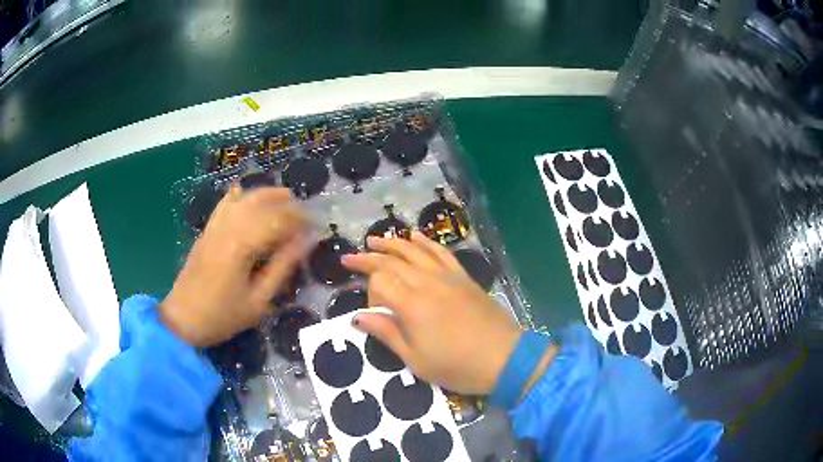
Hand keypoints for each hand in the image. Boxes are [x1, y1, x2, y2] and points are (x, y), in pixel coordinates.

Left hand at [161, 187, 307, 346]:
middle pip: (263, 204)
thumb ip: (282, 267)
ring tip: (286, 197)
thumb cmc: (223, 315)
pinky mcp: (207, 230)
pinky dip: (238, 196)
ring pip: (244, 199)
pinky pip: (224, 205)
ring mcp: (215, 227)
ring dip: (266, 194)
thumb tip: (306, 242)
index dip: (301, 220)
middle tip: (306, 215)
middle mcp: (228, 228)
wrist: (183, 318)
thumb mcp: (259, 300)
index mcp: (242, 245)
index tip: (318, 226)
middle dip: (288, 205)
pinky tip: (245, 193)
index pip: (278, 220)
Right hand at [342, 232, 521, 394]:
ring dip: (392, 243)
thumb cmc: (457, 365)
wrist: (504, 358)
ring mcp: (448, 277)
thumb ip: (387, 333)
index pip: (380, 281)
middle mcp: (427, 283)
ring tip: (374, 239)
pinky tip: (415, 236)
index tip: (368, 305)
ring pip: (414, 251)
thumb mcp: (416, 359)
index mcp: (412, 305)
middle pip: (392, 261)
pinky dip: (426, 242)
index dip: (369, 290)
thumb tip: (357, 317)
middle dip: (368, 258)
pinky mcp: (463, 277)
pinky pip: (441, 252)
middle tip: (349, 258)